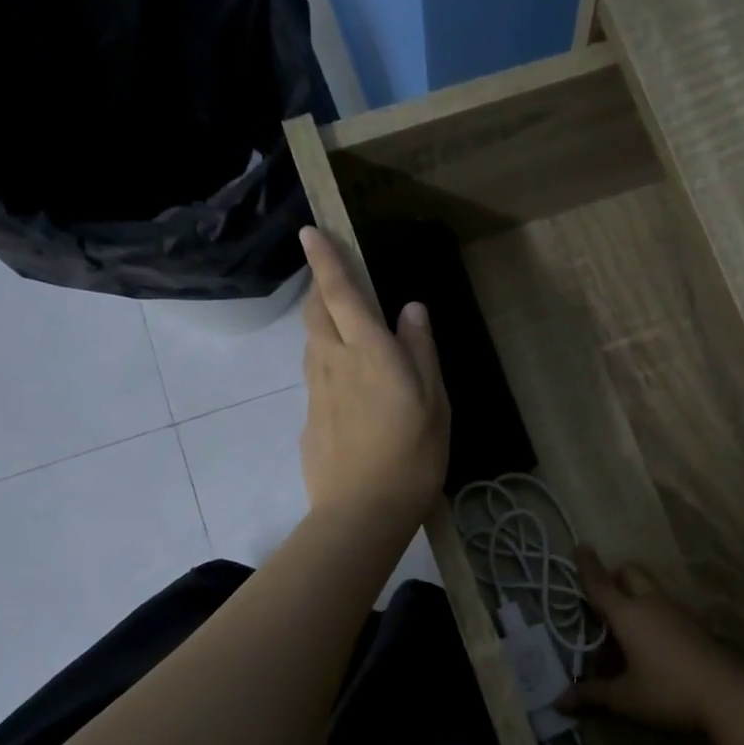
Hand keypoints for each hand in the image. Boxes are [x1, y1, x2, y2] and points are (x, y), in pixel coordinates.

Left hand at [298, 226, 449, 532]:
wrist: (362, 512)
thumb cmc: (411, 454)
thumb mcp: (434, 402)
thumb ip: (421, 351)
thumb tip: (411, 309)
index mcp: (367, 350)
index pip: (339, 292)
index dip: (324, 260)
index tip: (309, 231)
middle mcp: (333, 362)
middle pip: (316, 314)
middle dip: (320, 290)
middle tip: (335, 284)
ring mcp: (315, 393)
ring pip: (312, 345)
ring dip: (322, 327)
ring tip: (343, 332)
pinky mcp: (309, 421)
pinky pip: (316, 380)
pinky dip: (327, 367)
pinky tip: (348, 392)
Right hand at [561, 548, 743, 732]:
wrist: (728, 697)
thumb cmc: (667, 691)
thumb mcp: (624, 697)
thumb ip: (592, 694)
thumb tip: (560, 702)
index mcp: (628, 614)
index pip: (600, 584)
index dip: (586, 566)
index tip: (580, 545)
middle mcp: (651, 605)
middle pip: (630, 574)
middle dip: (614, 578)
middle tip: (601, 600)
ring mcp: (677, 614)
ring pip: (649, 593)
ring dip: (632, 602)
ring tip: (618, 637)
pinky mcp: (694, 628)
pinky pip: (663, 611)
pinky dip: (649, 619)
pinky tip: (646, 650)